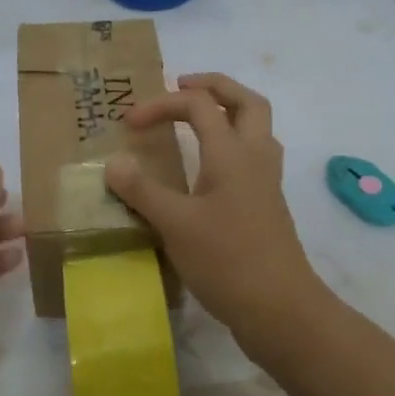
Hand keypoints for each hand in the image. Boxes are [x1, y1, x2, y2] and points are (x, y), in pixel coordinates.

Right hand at [104, 74, 328, 360]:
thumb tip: (114, 163)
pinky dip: (232, 143)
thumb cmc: (227, 260)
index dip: (161, 104)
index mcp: (233, 153)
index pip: (198, 105)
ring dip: (229, 111)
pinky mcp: (268, 205)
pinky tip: (210, 167)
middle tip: (181, 86)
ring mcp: (266, 182)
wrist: (281, 309)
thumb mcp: (175, 224)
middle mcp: (255, 157)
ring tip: (197, 120)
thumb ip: (142, 190)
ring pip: (257, 127)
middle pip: (246, 101)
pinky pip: (254, 155)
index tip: (129, 124)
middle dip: (214, 86)